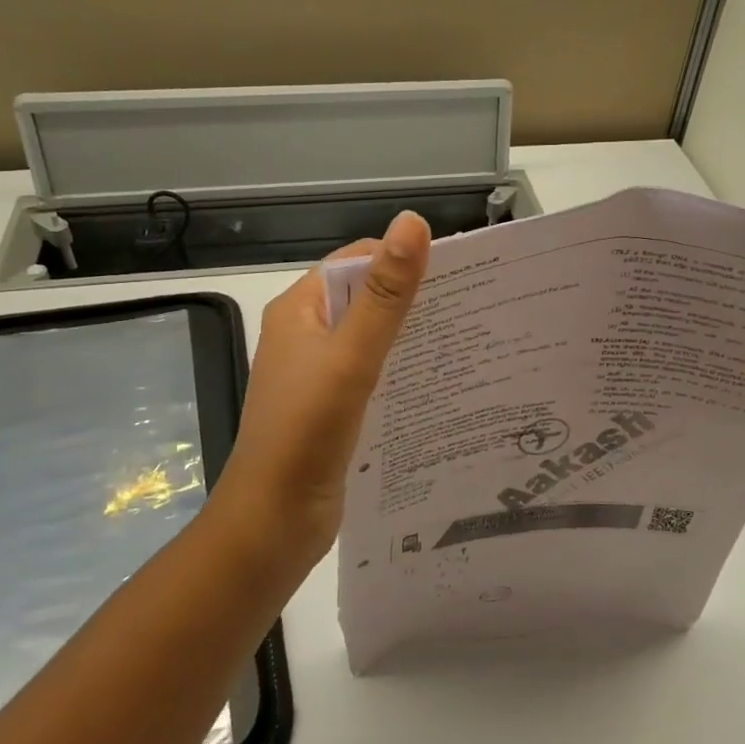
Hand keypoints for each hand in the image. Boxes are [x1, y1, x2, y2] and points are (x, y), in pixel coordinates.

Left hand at [211, 210, 432, 562]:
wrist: (273, 521)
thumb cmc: (307, 432)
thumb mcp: (352, 357)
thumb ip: (385, 295)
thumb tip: (413, 222)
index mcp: (300, 310)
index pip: (356, 262)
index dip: (401, 260)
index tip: (458, 274)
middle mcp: (305, 335)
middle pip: (365, 299)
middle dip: (413, 300)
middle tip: (472, 310)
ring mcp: (317, 375)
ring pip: (370, 340)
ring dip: (409, 338)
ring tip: (466, 343)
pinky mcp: (330, 409)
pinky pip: (370, 376)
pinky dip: (400, 373)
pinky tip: (437, 384)